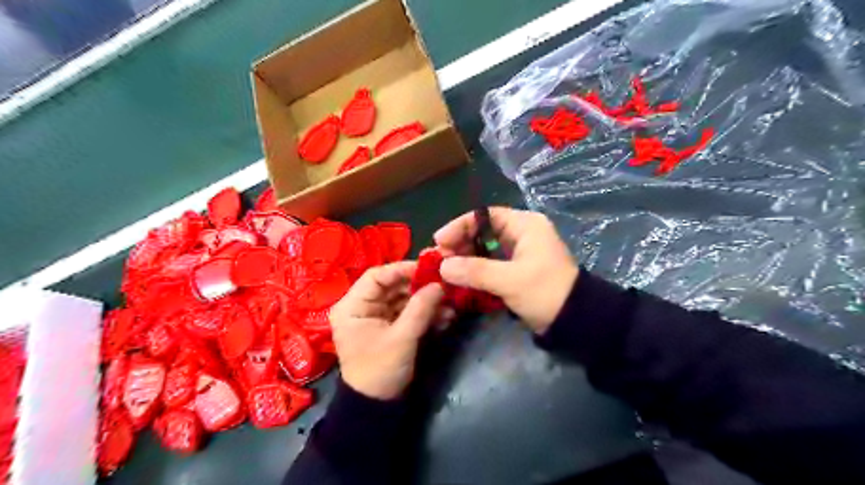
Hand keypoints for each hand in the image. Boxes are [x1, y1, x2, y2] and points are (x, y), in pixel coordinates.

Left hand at [326, 264, 440, 399]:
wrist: (377, 407)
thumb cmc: (380, 371)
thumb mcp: (402, 338)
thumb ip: (420, 309)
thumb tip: (439, 284)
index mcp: (352, 306)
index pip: (376, 276)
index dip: (402, 269)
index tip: (428, 268)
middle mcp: (362, 307)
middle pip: (392, 286)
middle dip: (419, 286)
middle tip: (444, 284)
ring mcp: (376, 317)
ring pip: (403, 299)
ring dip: (426, 301)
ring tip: (449, 303)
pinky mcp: (389, 327)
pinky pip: (407, 312)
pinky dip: (424, 313)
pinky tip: (445, 316)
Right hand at [436, 207, 576, 334]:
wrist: (577, 321)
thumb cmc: (546, 292)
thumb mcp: (510, 280)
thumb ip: (475, 271)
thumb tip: (443, 266)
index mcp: (525, 225)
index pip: (485, 216)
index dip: (460, 226)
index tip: (439, 240)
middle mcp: (522, 234)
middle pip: (482, 233)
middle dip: (460, 245)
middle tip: (438, 259)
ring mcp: (519, 254)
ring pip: (484, 250)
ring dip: (465, 260)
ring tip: (445, 271)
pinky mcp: (517, 271)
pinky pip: (490, 265)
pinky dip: (475, 272)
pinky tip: (459, 280)